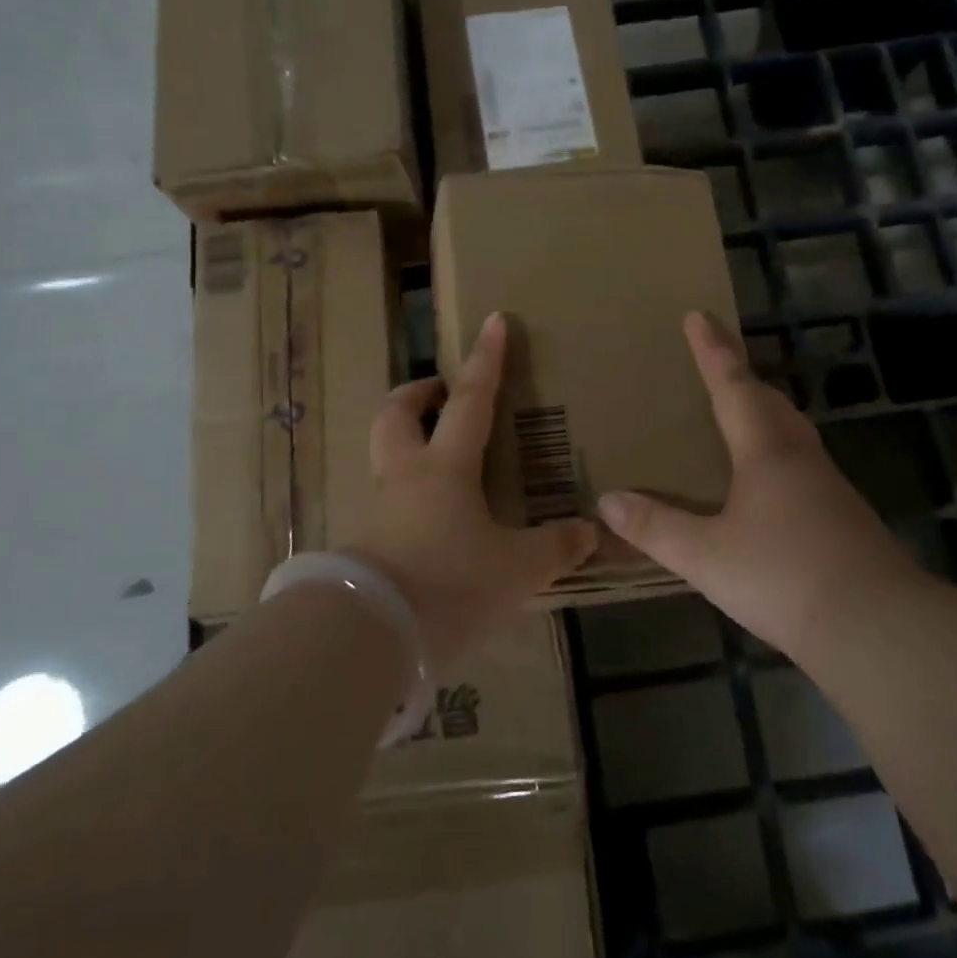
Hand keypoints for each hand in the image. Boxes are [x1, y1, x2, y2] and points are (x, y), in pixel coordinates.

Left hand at [348, 311, 597, 670]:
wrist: (368, 637)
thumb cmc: (449, 584)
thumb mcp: (516, 570)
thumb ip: (554, 548)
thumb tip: (591, 531)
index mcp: (444, 468)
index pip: (469, 400)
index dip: (485, 360)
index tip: (493, 320)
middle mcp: (405, 478)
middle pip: (397, 415)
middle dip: (417, 394)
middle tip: (439, 392)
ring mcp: (378, 511)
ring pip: (384, 456)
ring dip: (406, 442)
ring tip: (438, 457)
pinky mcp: (365, 547)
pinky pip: (386, 503)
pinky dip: (407, 496)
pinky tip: (431, 522)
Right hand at [598, 312, 916, 655]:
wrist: (877, 627)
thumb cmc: (783, 577)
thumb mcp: (705, 556)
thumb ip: (655, 528)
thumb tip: (607, 501)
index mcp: (765, 451)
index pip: (732, 386)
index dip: (712, 351)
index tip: (699, 315)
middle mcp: (799, 458)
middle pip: (769, 402)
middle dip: (741, 377)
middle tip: (719, 363)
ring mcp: (829, 488)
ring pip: (791, 432)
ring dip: (764, 412)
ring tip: (742, 414)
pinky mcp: (844, 518)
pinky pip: (802, 464)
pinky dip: (778, 452)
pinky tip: (769, 483)